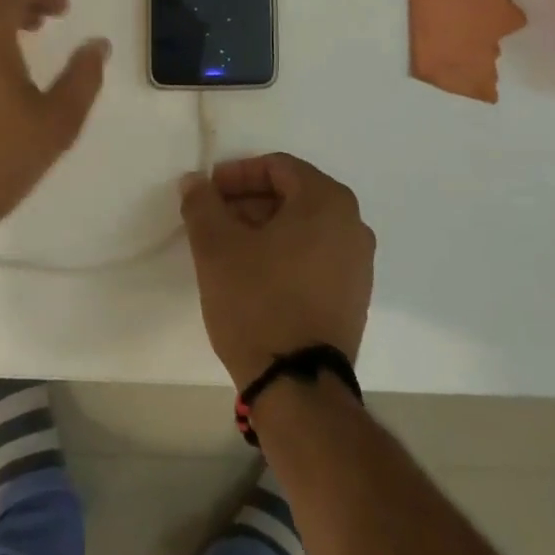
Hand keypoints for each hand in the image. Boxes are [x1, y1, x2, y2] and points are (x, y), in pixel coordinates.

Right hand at [181, 154, 374, 390]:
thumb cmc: (258, 302)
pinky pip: (314, 256)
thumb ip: (202, 203)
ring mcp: (358, 263)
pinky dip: (284, 253)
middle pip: (292, 195)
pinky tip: (253, 275)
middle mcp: (353, 225)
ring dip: (263, 228)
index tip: (207, 193)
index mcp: (327, 201)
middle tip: (212, 219)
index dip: (237, 175)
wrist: (298, 386)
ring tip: (227, 249)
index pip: (277, 167)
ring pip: (303, 227)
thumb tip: (195, 181)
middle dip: (248, 202)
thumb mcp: (216, 247)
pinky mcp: (353, 296)